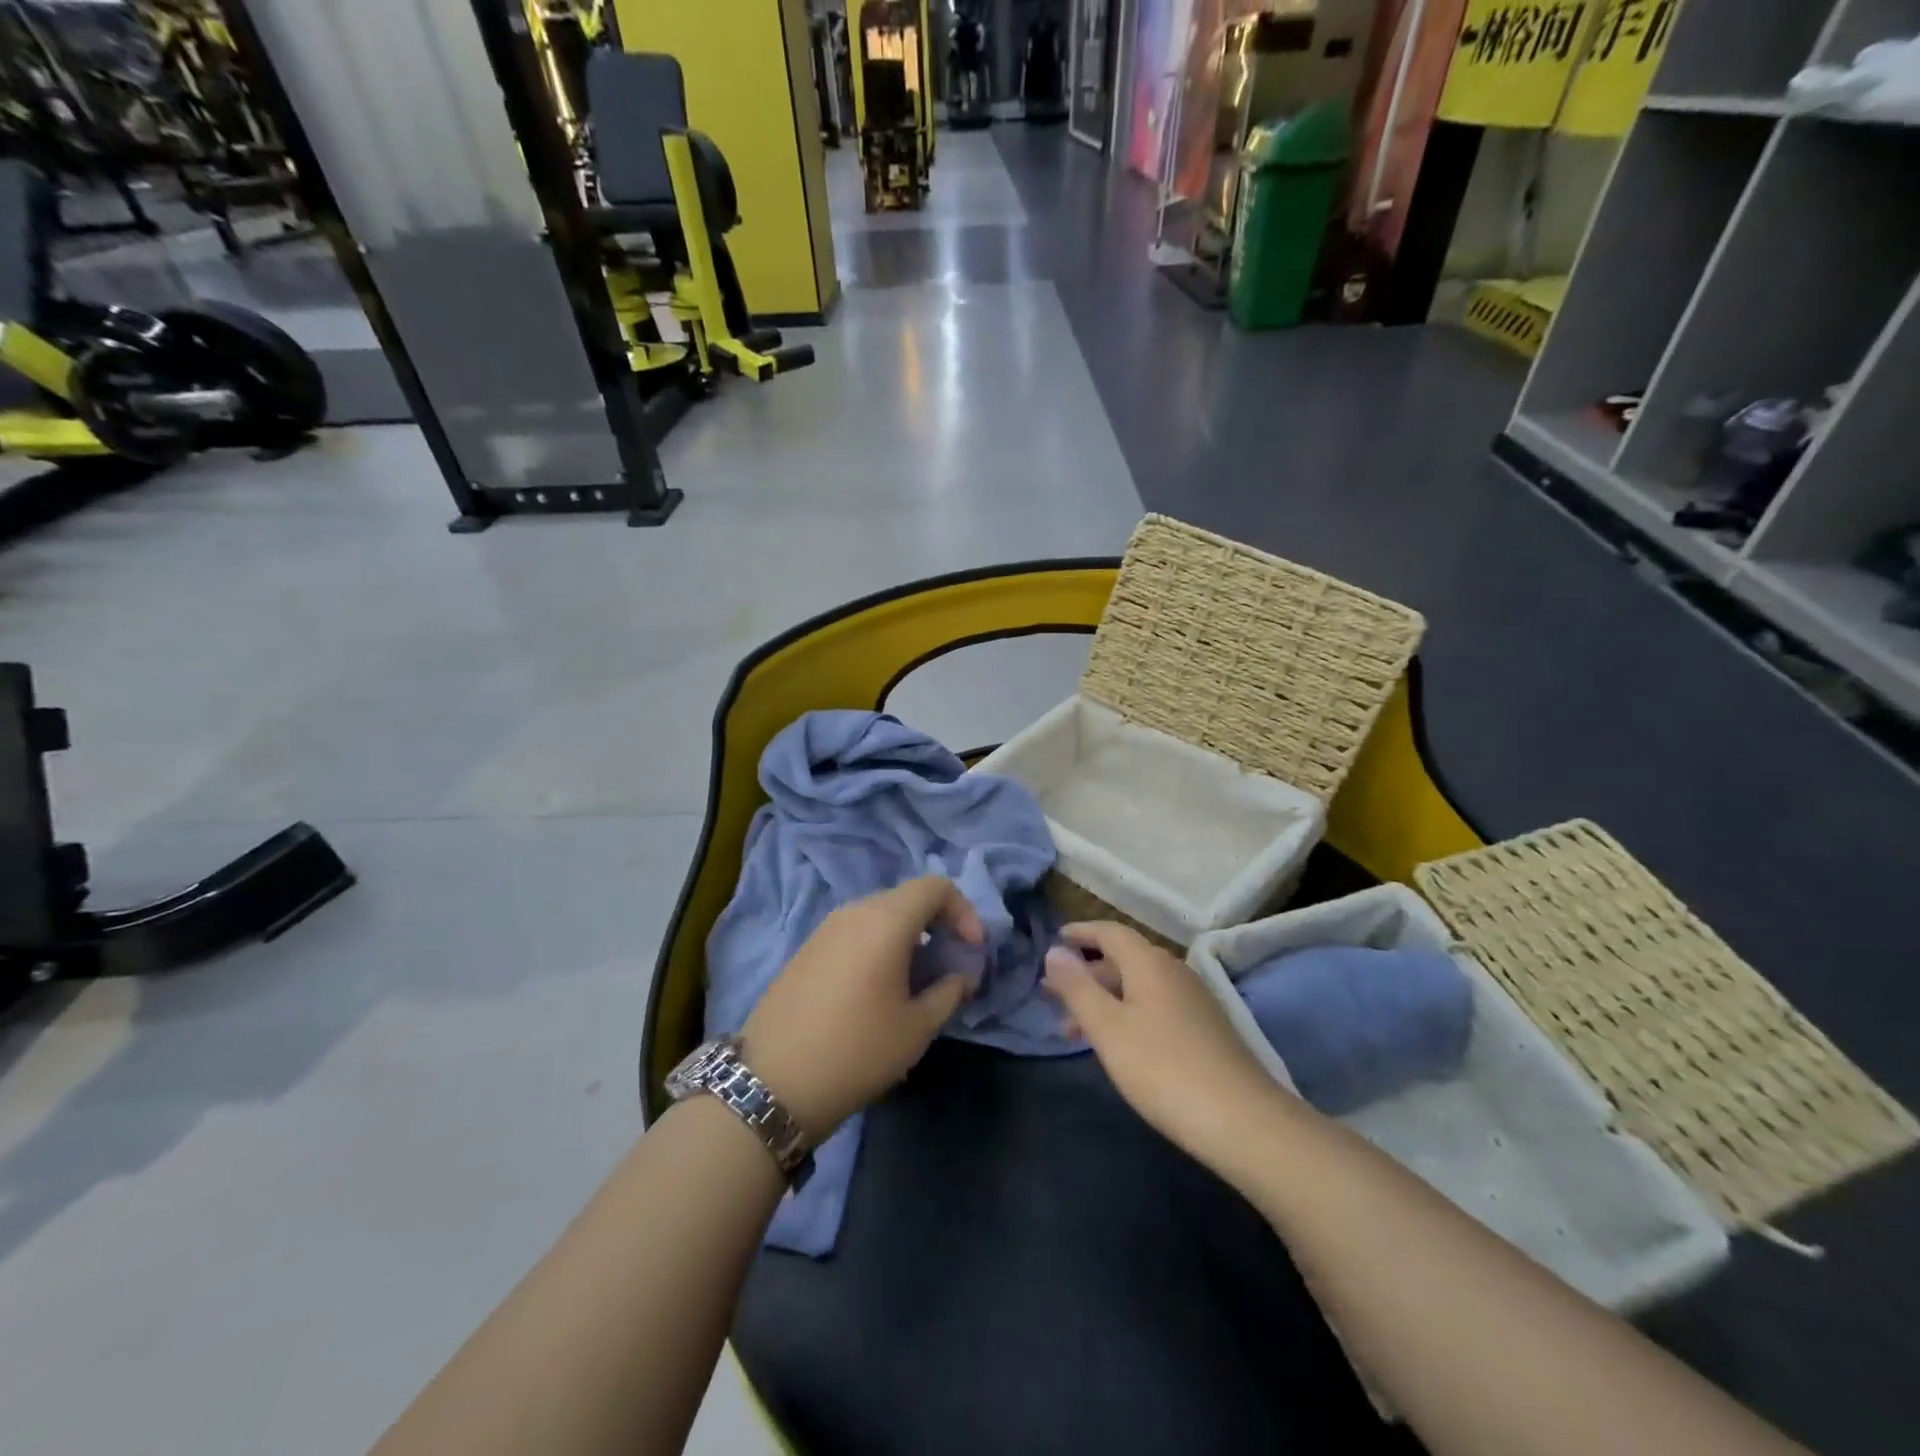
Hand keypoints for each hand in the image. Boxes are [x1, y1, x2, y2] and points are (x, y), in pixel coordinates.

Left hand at [741, 877, 981, 1143]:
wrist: (772, 1082)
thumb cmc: (857, 1050)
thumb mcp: (916, 1028)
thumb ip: (949, 992)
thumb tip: (962, 975)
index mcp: (885, 920)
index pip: (936, 886)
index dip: (963, 911)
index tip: (971, 949)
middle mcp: (854, 912)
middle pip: (907, 898)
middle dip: (937, 924)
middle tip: (949, 965)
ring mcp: (825, 928)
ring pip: (880, 915)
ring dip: (908, 937)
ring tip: (916, 981)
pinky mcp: (807, 949)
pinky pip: (855, 931)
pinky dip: (878, 945)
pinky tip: (878, 989)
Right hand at [1044, 922, 1291, 1170]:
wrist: (1243, 1121)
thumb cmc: (1163, 1068)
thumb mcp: (1108, 1028)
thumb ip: (1077, 987)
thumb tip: (1054, 951)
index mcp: (1149, 963)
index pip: (1110, 932)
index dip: (1081, 933)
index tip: (1055, 940)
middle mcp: (1174, 971)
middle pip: (1124, 959)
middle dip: (1087, 973)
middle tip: (1054, 995)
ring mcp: (1194, 1001)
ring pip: (1139, 986)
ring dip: (1105, 998)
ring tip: (1076, 1030)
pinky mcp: (1206, 1029)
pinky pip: (1156, 1006)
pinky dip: (1128, 1013)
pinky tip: (1119, 1044)